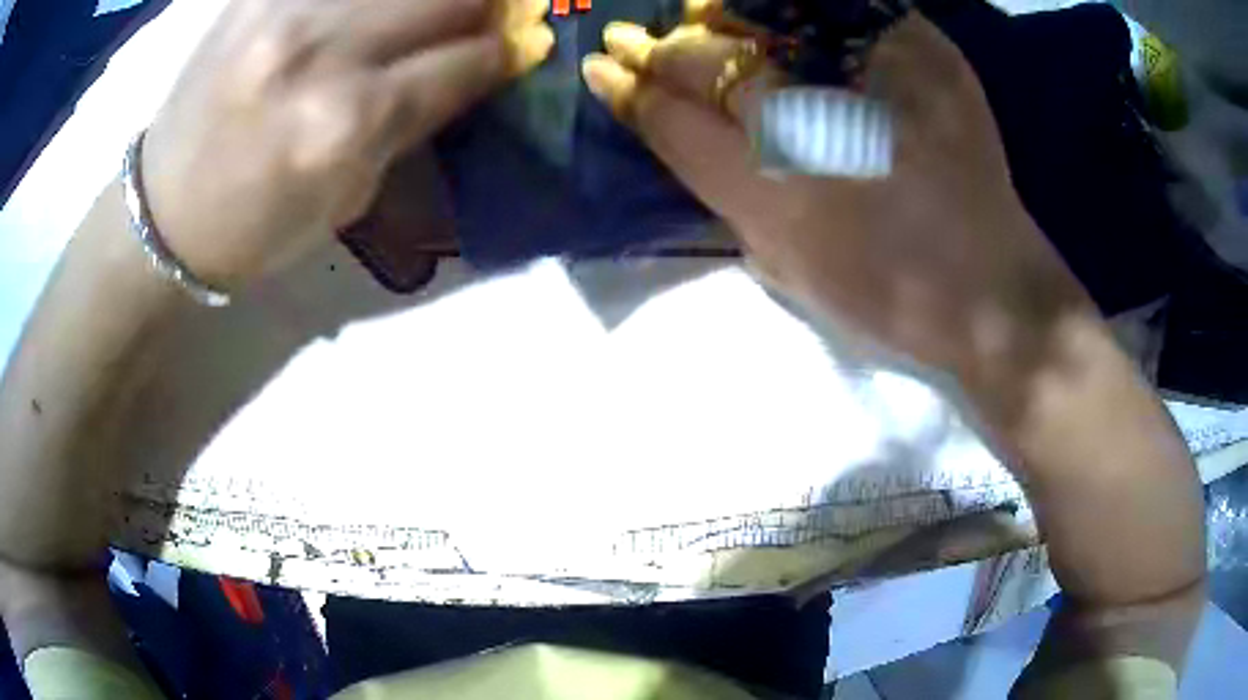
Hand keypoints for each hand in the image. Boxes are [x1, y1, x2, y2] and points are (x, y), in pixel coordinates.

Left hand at [142, 0, 553, 288]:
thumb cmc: (255, 228)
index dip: (510, 49)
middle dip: (487, 2)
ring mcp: (283, 11)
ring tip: (435, 11)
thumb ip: (412, 121)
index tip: (526, 43)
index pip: (467, 60)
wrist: (164, 214)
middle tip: (494, 11)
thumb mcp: (348, 197)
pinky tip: (374, 7)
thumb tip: (471, 67)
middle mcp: (321, 52)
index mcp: (347, 122)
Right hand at [582, 14, 1092, 393]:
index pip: (669, 119)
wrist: (991, 290)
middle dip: (658, 49)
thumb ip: (728, 197)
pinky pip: (842, 11)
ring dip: (716, 20)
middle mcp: (811, 121)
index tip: (601, 72)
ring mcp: (871, 78)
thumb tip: (691, 134)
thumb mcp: (785, 267)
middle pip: (704, 60)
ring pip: (762, 21)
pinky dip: (798, 11)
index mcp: (771, 192)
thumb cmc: (886, 297)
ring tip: (698, 21)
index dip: (627, 90)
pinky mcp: (925, 56)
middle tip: (633, 41)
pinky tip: (779, 21)